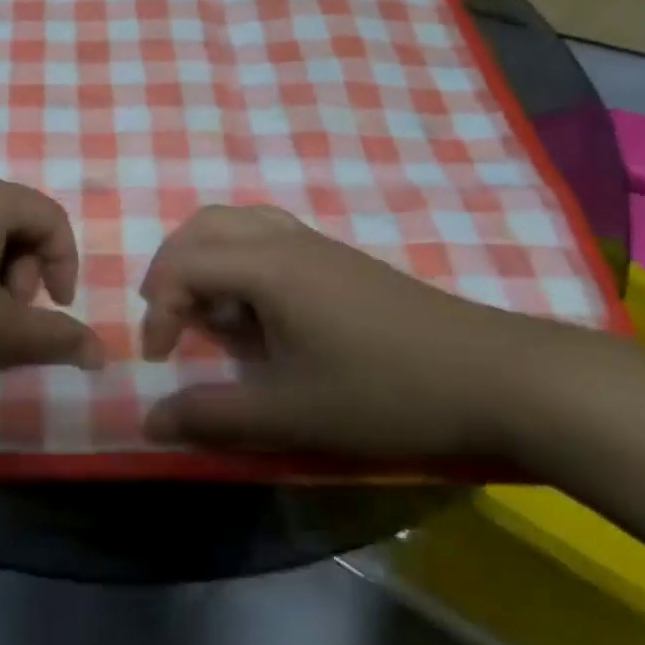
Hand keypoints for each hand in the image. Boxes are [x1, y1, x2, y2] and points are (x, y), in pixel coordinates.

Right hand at [139, 205, 572, 458]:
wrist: (497, 377)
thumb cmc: (386, 393)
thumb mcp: (291, 414)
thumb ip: (212, 416)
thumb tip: (147, 421)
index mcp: (268, 268)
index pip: (183, 266)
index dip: (156, 311)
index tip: (160, 360)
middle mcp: (286, 240)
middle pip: (202, 227)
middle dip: (170, 271)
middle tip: (169, 321)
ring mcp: (317, 245)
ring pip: (237, 223)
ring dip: (205, 259)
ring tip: (209, 312)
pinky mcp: (340, 260)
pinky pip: (267, 236)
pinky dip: (239, 261)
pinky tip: (258, 311)